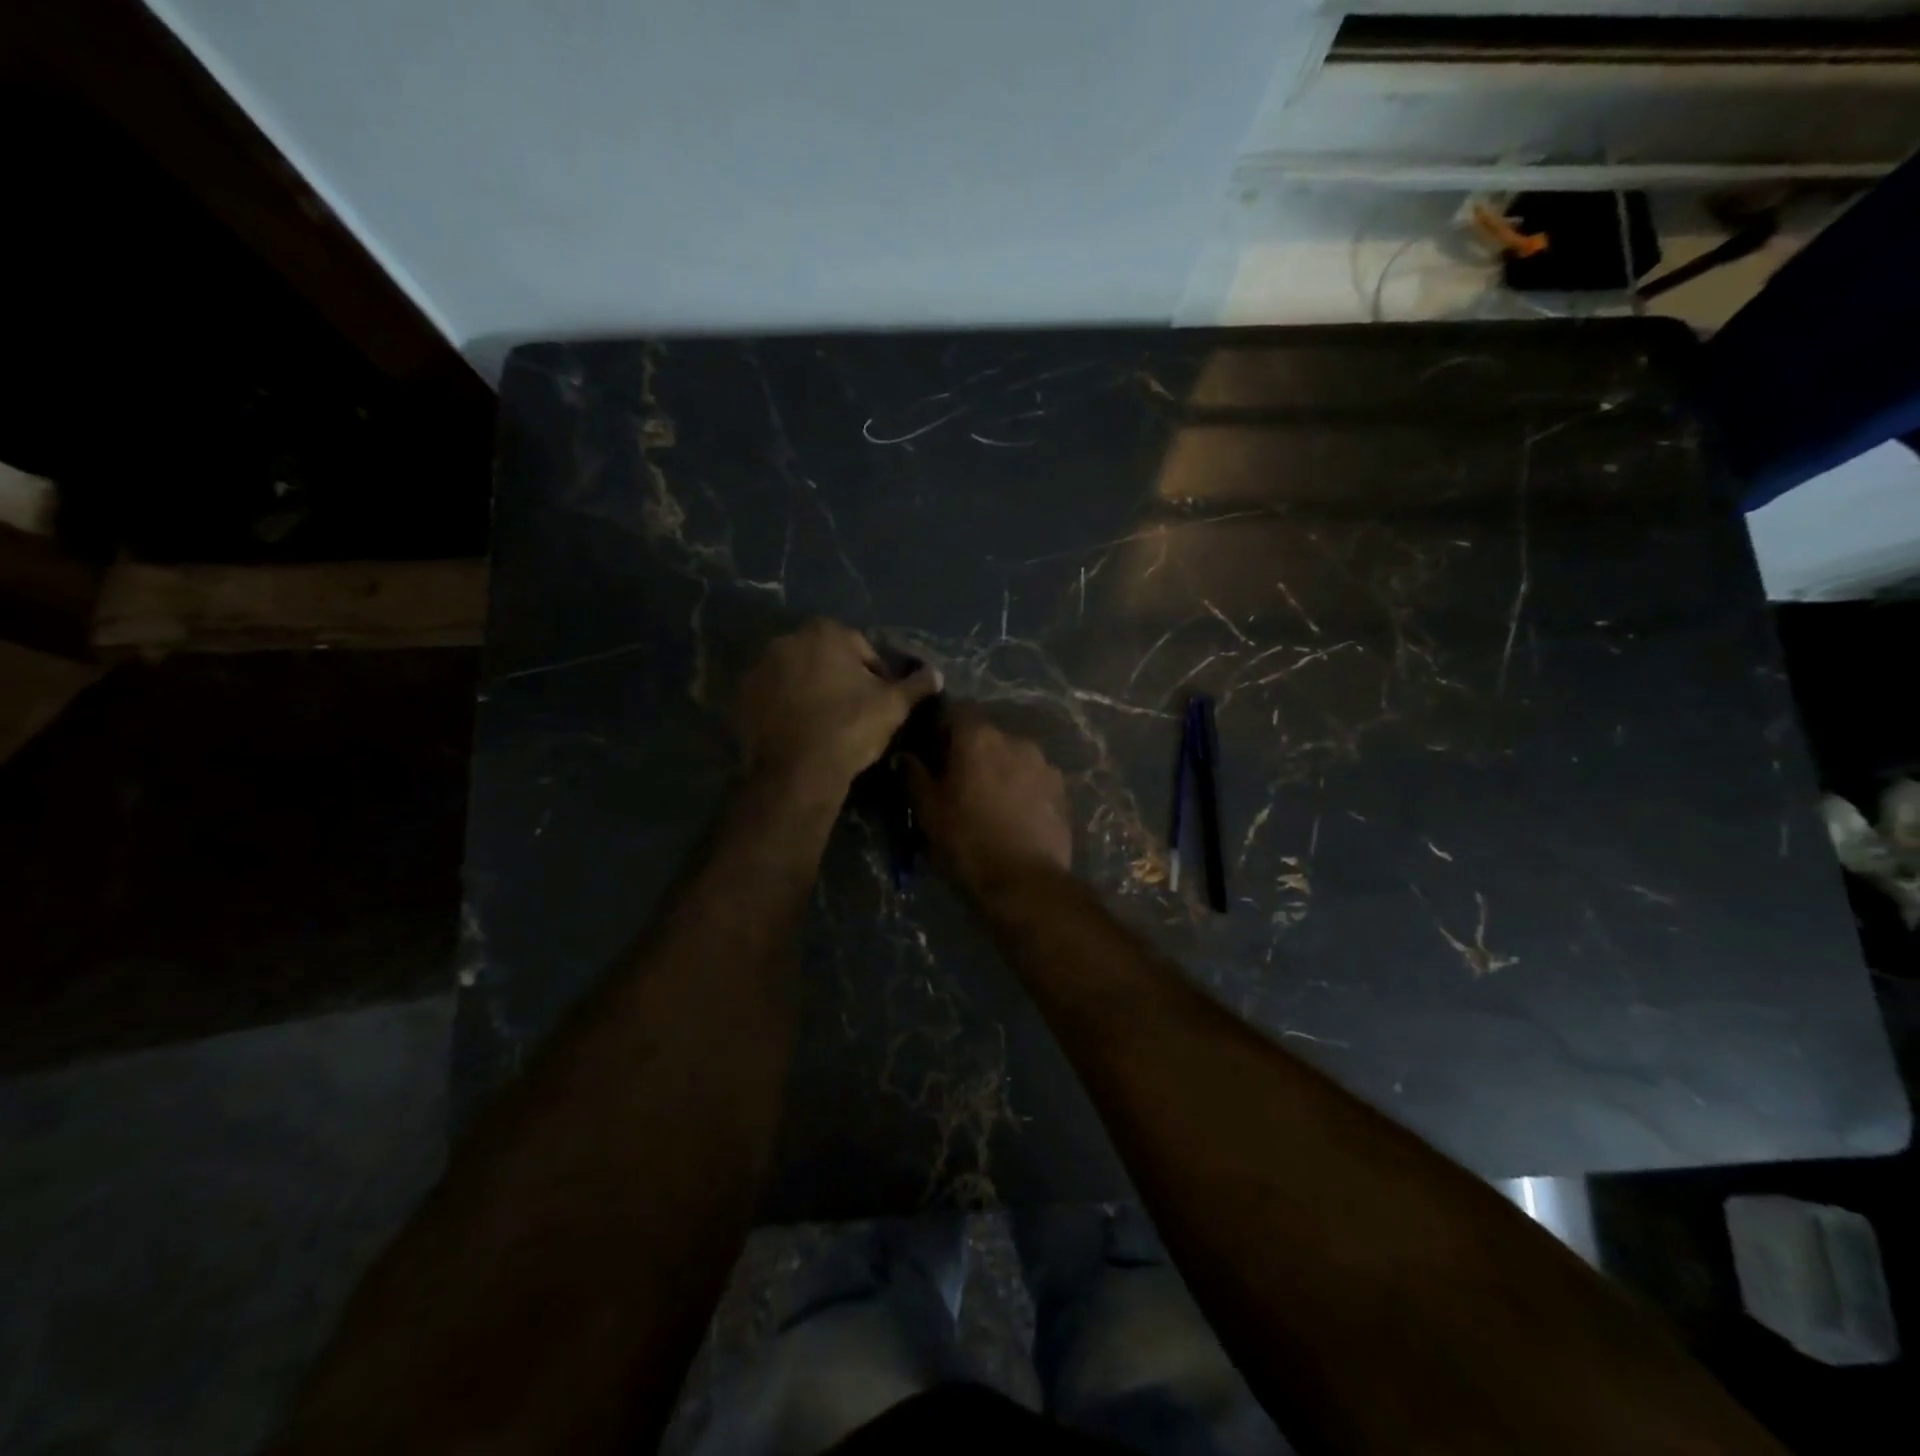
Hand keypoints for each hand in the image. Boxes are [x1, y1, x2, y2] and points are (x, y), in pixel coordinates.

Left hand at [734, 619, 940, 789]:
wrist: (797, 771)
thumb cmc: (850, 727)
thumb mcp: (894, 706)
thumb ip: (916, 685)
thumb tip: (937, 674)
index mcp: (825, 632)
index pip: (862, 649)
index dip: (876, 676)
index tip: (881, 702)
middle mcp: (786, 640)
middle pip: (825, 658)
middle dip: (840, 679)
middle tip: (855, 713)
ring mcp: (759, 668)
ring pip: (797, 677)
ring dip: (811, 692)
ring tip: (826, 725)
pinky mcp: (741, 698)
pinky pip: (772, 698)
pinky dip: (786, 708)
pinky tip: (801, 732)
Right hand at [905, 706, 1071, 890]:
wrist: (1025, 882)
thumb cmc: (967, 842)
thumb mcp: (927, 811)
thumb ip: (913, 775)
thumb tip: (904, 755)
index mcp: (978, 737)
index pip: (954, 711)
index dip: (939, 729)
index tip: (930, 754)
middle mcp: (1015, 739)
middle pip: (985, 735)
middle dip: (970, 752)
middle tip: (957, 783)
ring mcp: (1044, 764)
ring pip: (1011, 756)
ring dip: (998, 769)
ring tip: (988, 803)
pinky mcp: (1062, 790)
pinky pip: (1032, 778)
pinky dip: (1020, 788)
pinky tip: (1013, 816)